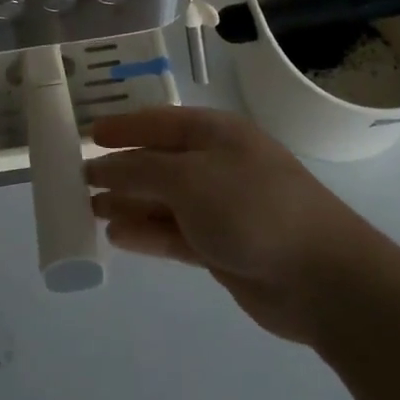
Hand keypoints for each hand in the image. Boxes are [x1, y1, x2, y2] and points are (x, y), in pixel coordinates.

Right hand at [88, 108, 376, 343]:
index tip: (86, 135)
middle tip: (78, 180)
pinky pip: (173, 233)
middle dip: (120, 169)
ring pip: (163, 200)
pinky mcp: (221, 247)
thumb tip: (100, 168)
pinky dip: (146, 233)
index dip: (122, 127)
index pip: (158, 122)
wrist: (321, 277)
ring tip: (88, 209)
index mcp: (215, 134)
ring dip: (128, 203)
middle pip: (158, 162)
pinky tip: (116, 235)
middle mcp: (216, 165)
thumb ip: (139, 171)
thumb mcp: (188, 178)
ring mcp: (220, 208)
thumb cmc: (252, 207)